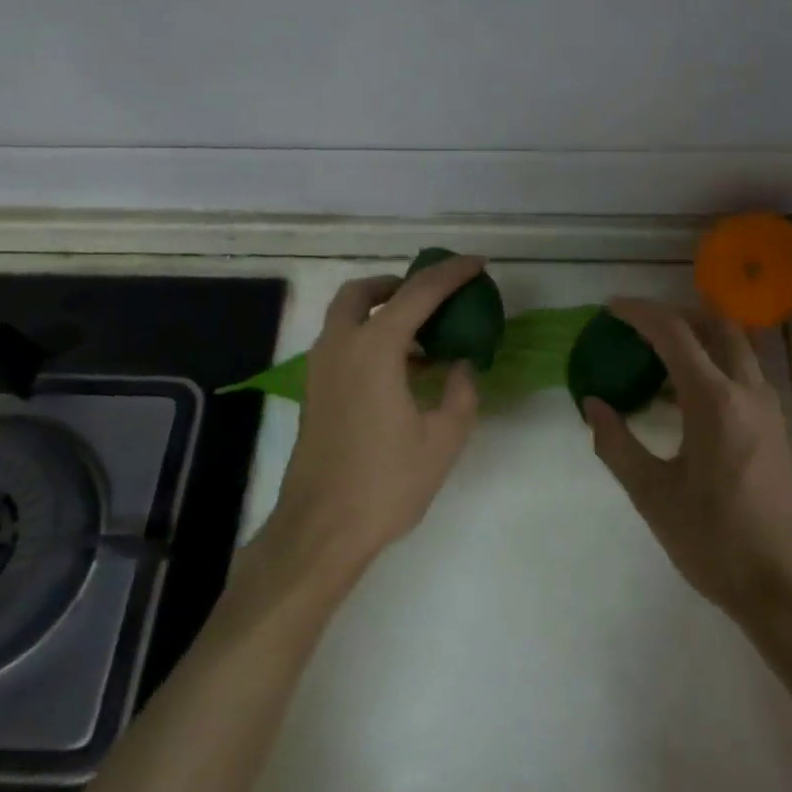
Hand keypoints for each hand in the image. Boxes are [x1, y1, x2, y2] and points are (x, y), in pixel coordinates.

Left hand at [265, 257, 485, 577]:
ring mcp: (320, 369)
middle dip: (397, 284)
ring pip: (346, 317)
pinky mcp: (315, 392)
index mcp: (374, 349)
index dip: (451, 275)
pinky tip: (402, 371)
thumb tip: (460, 363)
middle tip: (431, 296)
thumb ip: (460, 391)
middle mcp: (340, 346)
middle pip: (363, 292)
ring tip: (423, 337)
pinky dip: (370, 338)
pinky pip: (342, 344)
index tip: (477, 264)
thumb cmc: (387, 482)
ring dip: (382, 313)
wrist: (322, 528)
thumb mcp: (443, 437)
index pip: (418, 294)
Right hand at [584, 299, 791, 620]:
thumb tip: (593, 404)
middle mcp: (749, 391)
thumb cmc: (714, 541)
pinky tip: (685, 397)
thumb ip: (617, 444)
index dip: (640, 312)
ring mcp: (770, 408)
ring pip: (735, 347)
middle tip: (638, 326)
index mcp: (715, 402)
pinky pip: (743, 374)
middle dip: (675, 314)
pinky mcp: (778, 427)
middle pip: (715, 325)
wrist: (786, 585)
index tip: (611, 308)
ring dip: (697, 338)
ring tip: (655, 359)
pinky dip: (713, 364)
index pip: (674, 333)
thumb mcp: (653, 495)